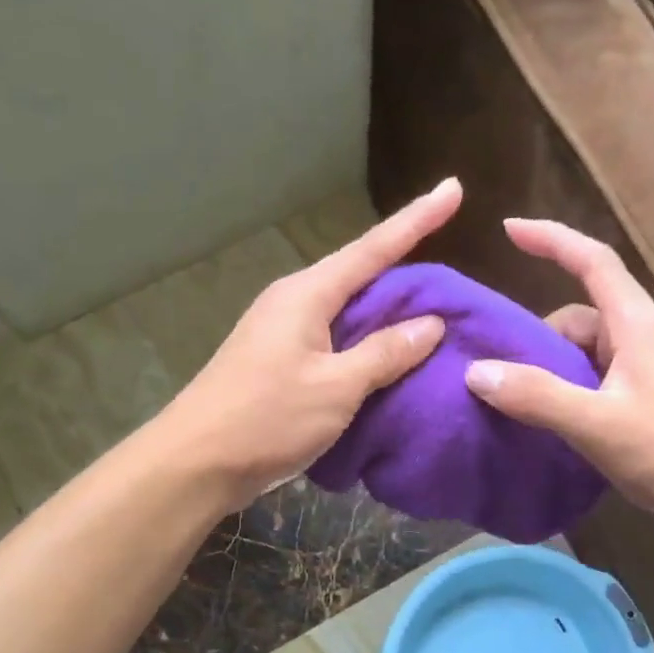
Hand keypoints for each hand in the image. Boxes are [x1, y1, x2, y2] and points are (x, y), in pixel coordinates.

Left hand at [160, 180, 460, 509]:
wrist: (196, 464)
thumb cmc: (266, 419)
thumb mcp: (336, 388)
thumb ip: (385, 353)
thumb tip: (430, 324)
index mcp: (307, 294)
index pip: (373, 248)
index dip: (417, 219)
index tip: (453, 189)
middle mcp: (295, 303)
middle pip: (362, 277)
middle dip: (408, 273)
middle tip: (457, 282)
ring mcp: (285, 333)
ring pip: (350, 312)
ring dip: (389, 315)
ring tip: (437, 318)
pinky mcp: (282, 364)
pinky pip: (337, 342)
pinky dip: (368, 346)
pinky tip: (393, 359)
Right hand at [464, 219, 653, 534]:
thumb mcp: (596, 423)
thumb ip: (536, 395)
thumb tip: (476, 371)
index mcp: (638, 325)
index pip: (594, 262)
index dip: (552, 240)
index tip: (509, 229)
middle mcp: (644, 339)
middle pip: (581, 316)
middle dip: (539, 337)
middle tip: (504, 374)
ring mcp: (649, 373)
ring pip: (586, 354)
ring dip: (552, 371)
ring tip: (523, 406)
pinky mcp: (648, 403)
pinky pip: (596, 382)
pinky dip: (568, 393)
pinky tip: (552, 425)